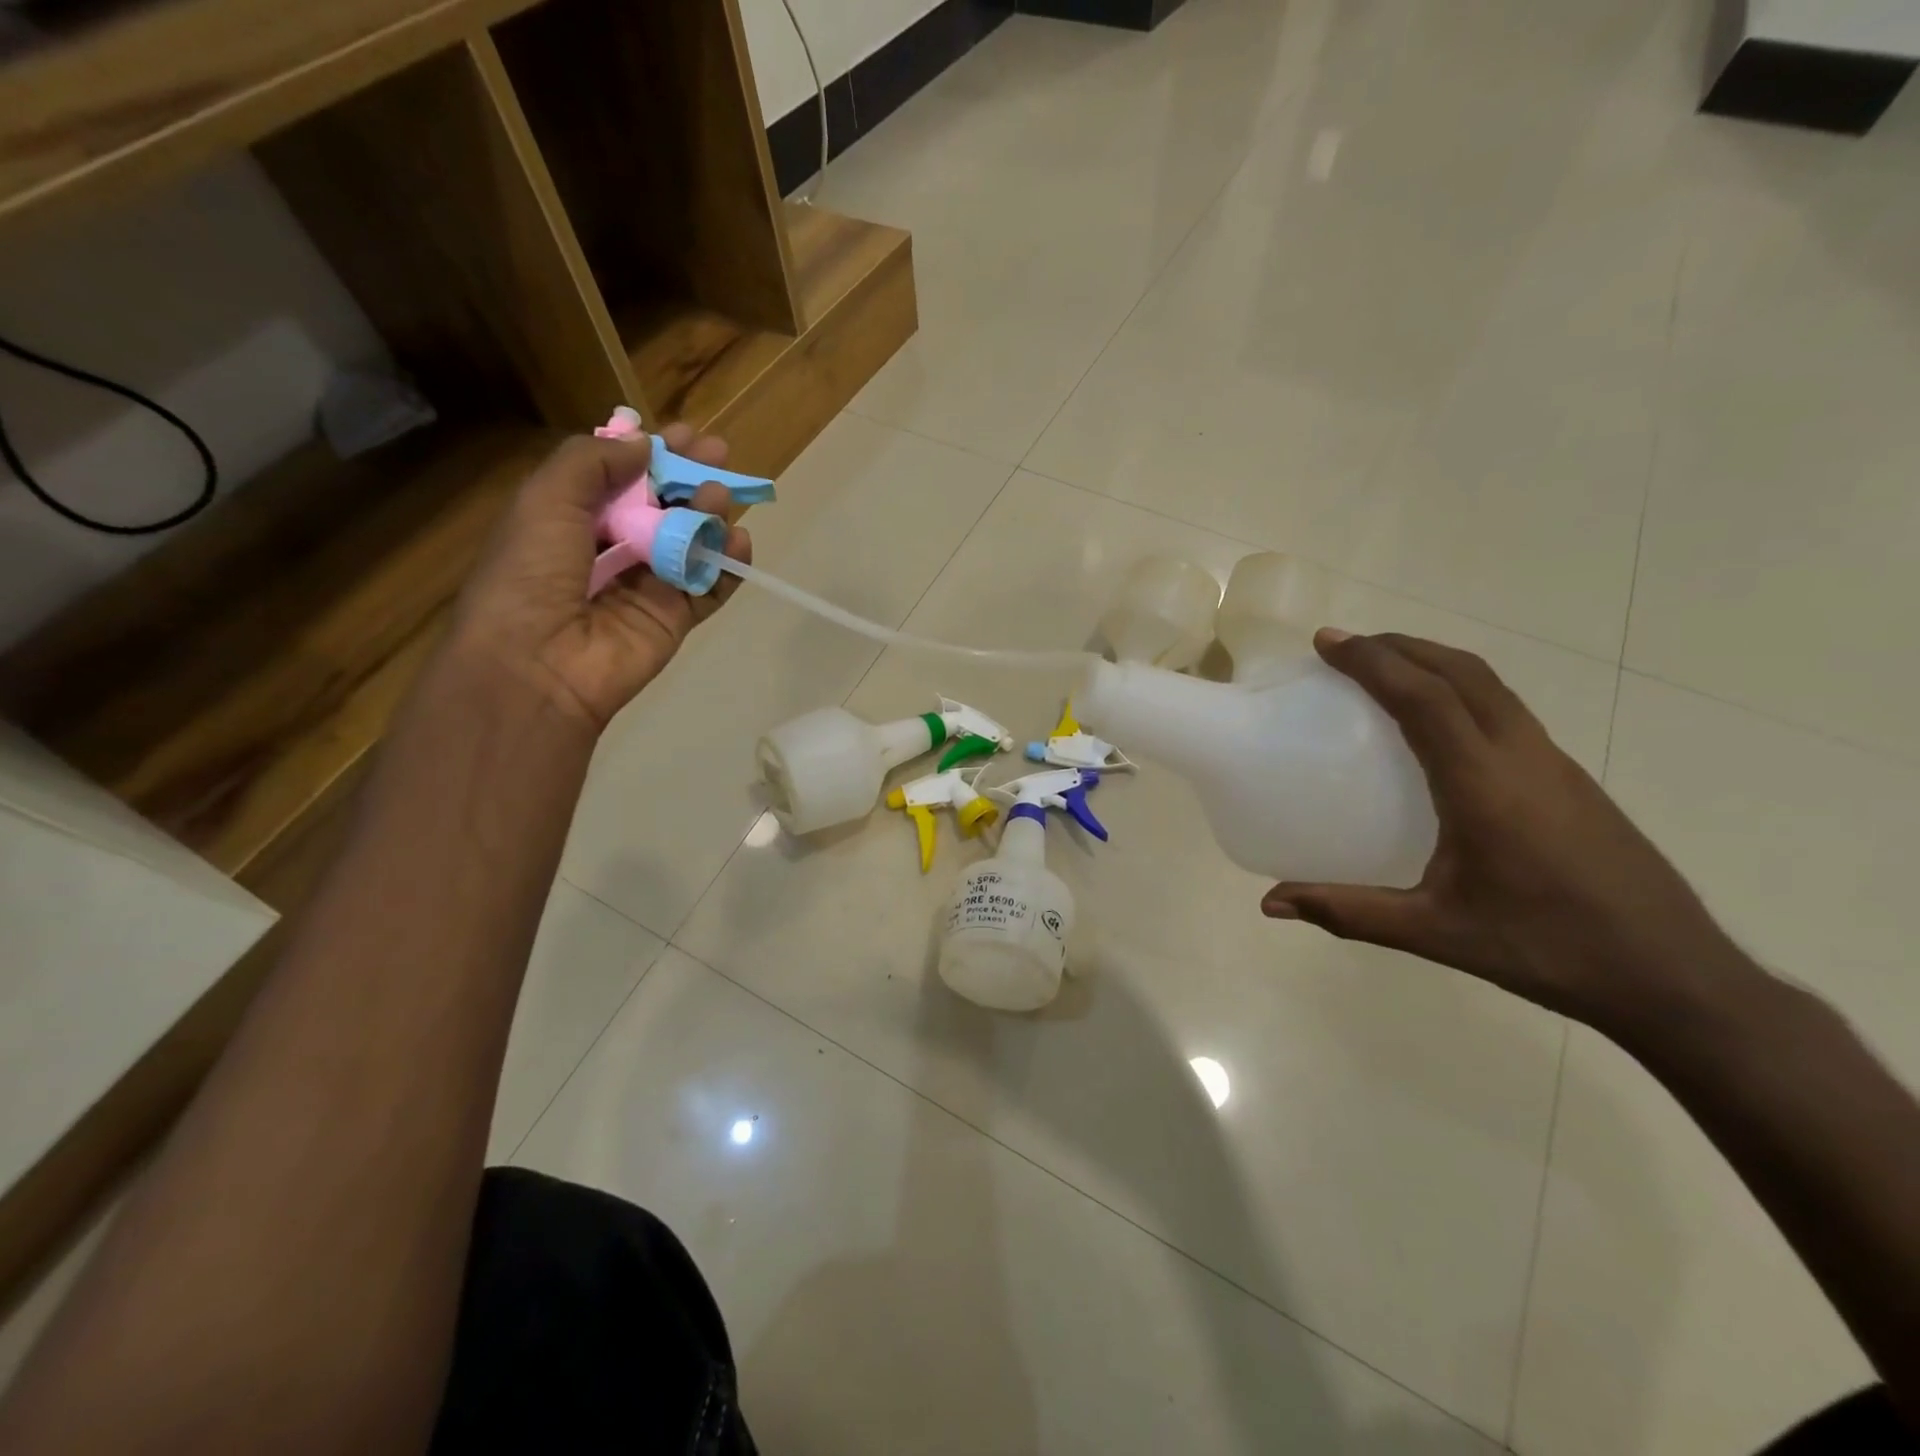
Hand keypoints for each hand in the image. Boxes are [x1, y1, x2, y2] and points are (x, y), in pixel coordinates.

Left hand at [451, 424, 751, 730]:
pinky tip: (739, 542)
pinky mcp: (674, 619)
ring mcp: (648, 587)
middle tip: (720, 453)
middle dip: (690, 477)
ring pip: (690, 542)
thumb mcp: (545, 500)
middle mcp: (613, 550)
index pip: (622, 478)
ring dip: (709, 515)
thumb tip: (644, 445)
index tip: (684, 433)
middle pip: (663, 506)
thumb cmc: (530, 574)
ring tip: (720, 497)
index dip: (652, 454)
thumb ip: (592, 462)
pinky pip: (709, 588)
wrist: (537, 663)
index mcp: (573, 520)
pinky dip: (729, 566)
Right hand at [1261, 630, 1738, 1030]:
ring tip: (1387, 669)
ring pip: (1490, 685)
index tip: (1327, 642)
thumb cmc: (1546, 948)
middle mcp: (1522, 756)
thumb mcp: (1435, 932)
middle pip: (1462, 672)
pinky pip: (1505, 709)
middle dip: (1401, 647)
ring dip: (1435, 662)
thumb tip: (1273, 904)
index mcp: (1484, 783)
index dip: (1373, 662)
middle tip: (1347, 646)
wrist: (1673, 975)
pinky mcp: (1568, 778)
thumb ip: (1348, 912)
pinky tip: (1440, 724)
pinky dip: (1461, 689)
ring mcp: (1553, 763)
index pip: (1425, 698)